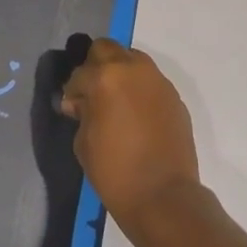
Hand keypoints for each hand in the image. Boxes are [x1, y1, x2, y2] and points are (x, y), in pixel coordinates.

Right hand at [60, 39, 201, 229]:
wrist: (164, 197)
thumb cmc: (115, 171)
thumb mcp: (84, 142)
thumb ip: (82, 112)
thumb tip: (82, 103)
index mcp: (106, 77)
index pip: (80, 72)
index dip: (73, 91)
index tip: (72, 109)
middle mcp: (134, 69)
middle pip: (107, 49)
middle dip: (95, 67)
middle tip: (92, 94)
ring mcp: (158, 81)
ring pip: (132, 60)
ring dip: (120, 73)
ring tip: (116, 102)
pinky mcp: (174, 97)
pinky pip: (150, 82)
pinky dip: (139, 90)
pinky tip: (136, 115)